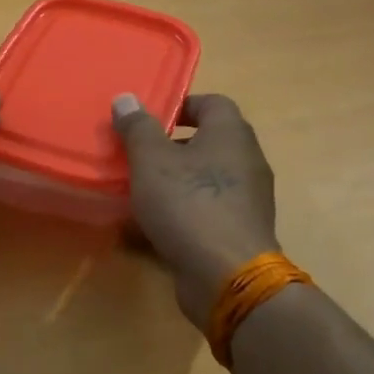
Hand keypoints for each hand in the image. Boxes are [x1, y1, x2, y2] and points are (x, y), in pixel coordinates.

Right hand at [112, 93, 279, 325]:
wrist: (227, 275)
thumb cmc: (189, 205)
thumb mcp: (152, 161)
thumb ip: (138, 128)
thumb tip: (126, 98)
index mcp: (232, 134)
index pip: (212, 103)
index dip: (180, 105)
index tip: (149, 121)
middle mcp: (247, 160)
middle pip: (209, 141)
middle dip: (172, 146)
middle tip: (138, 156)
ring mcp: (248, 198)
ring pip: (206, 178)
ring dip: (176, 181)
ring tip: (141, 191)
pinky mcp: (240, 230)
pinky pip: (209, 209)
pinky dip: (185, 211)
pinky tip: (156, 225)